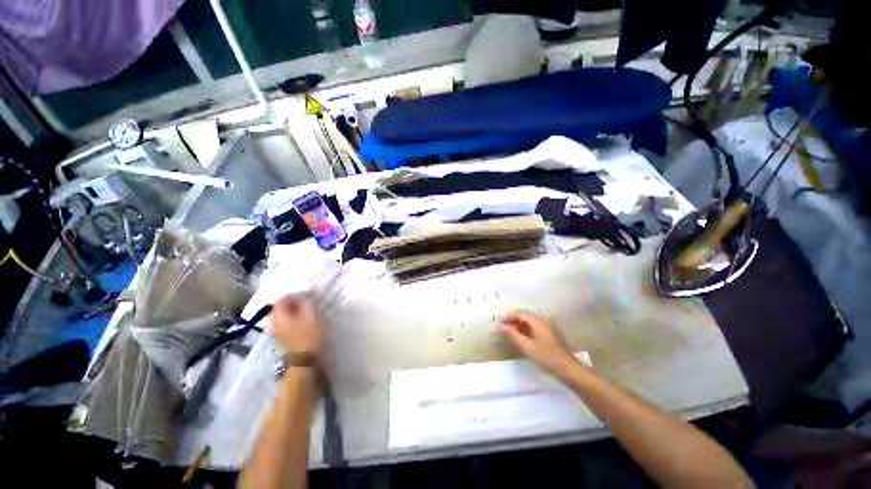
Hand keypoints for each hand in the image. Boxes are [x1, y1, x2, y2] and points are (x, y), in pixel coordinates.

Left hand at [268, 295, 322, 356]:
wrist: (303, 363)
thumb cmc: (309, 336)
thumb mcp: (312, 315)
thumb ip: (306, 303)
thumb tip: (303, 298)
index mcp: (278, 315)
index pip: (282, 299)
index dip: (294, 295)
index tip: (307, 296)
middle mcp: (272, 323)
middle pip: (279, 309)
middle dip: (292, 305)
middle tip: (306, 304)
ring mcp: (274, 334)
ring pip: (281, 318)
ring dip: (292, 314)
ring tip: (305, 314)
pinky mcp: (279, 342)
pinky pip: (283, 326)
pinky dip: (291, 322)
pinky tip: (301, 325)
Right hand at [498, 311, 581, 380]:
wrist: (569, 370)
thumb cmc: (546, 357)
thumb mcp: (526, 346)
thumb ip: (512, 334)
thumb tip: (500, 325)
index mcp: (537, 321)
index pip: (519, 313)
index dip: (508, 317)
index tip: (499, 326)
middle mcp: (542, 321)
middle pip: (524, 316)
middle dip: (512, 321)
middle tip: (503, 332)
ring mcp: (547, 327)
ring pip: (529, 322)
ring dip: (518, 326)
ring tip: (511, 337)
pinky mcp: (549, 334)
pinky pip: (534, 328)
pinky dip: (525, 331)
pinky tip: (523, 341)